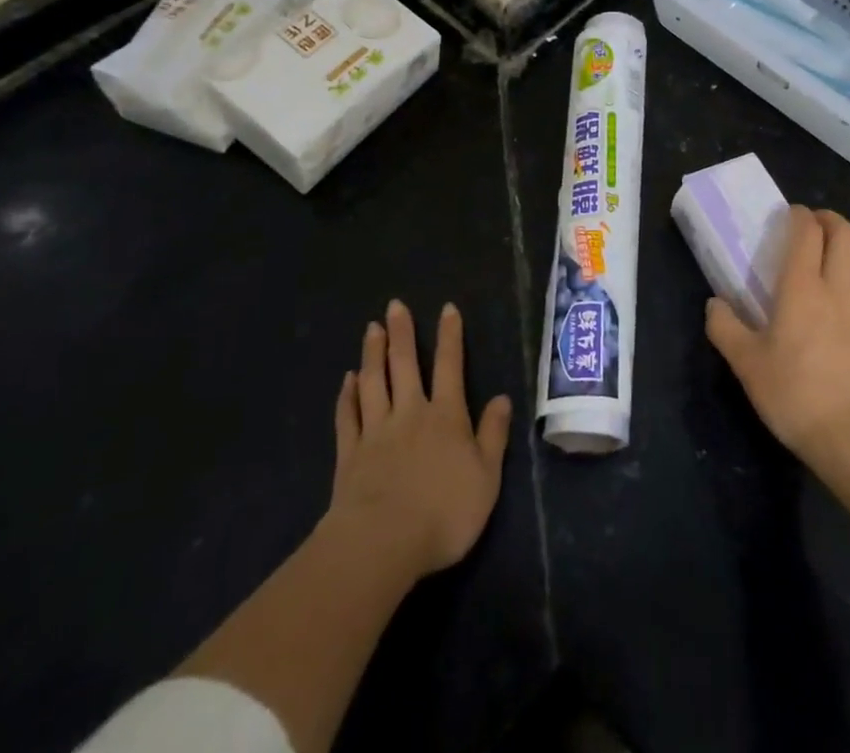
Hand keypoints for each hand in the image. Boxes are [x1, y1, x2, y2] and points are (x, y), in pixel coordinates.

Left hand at [326, 300, 512, 582]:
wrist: (382, 543)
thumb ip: (493, 435)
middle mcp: (410, 414)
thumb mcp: (486, 477)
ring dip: (373, 354)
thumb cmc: (444, 512)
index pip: (450, 366)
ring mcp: (376, 432)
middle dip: (402, 333)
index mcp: (446, 417)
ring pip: (374, 383)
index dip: (450, 336)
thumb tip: (502, 398)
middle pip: (405, 365)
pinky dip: (346, 396)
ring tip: (371, 329)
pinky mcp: (349, 455)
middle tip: (394, 305)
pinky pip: (347, 417)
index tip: (446, 308)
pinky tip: (346, 380)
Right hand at [706, 207, 849, 474]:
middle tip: (815, 226)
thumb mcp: (744, 363)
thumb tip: (714, 303)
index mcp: (801, 287)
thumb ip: (724, 327)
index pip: (806, 231)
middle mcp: (838, 288)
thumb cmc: (792, 394)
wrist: (848, 438)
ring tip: (845, 247)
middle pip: (845, 234)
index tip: (789, 216)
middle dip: (831, 220)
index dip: (799, 215)